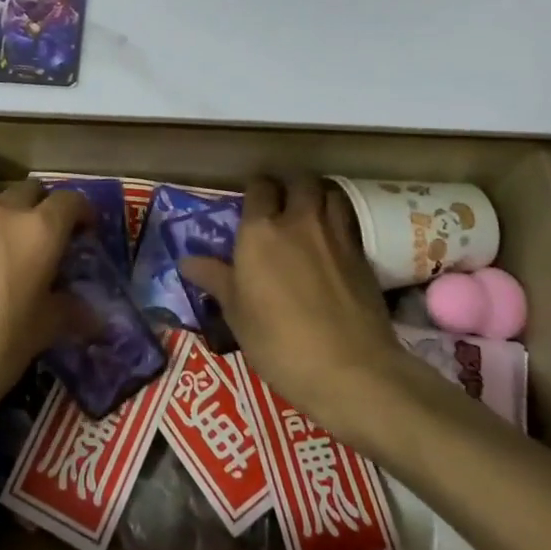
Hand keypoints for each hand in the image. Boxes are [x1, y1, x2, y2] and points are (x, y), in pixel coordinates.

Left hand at [0, 180, 91, 446]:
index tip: (89, 237)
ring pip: (1, 210)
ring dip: (16, 225)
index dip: (84, 215)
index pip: (70, 201)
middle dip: (46, 210)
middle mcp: (2, 216)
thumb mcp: (42, 332)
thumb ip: (69, 312)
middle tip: (56, 245)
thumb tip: (93, 316)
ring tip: (25, 264)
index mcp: (37, 229)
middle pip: (31, 193)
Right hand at [179, 175, 413, 443]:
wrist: (350, 369)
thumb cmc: (279, 342)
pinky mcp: (362, 255)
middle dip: (288, 184)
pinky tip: (330, 240)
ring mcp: (336, 235)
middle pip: (299, 180)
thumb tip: (187, 261)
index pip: (259, 187)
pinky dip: (338, 219)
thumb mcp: (236, 314)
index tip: (250, 201)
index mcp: (260, 231)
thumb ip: (215, 279)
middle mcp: (299, 221)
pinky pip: (348, 220)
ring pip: (330, 192)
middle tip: (280, 202)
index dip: (255, 188)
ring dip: (317, 194)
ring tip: (308, 211)